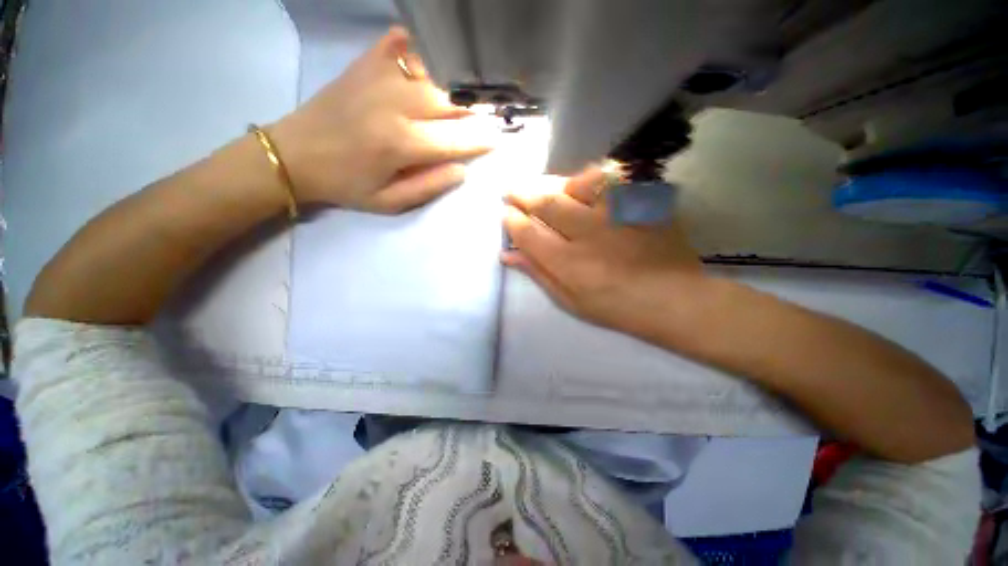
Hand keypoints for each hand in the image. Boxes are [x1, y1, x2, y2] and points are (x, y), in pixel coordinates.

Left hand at [269, 27, 494, 212]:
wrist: (295, 154)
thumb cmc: (346, 184)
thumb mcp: (389, 202)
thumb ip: (428, 187)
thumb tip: (461, 170)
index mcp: (401, 144)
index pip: (455, 140)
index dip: (480, 140)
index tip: (497, 139)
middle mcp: (395, 105)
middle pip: (450, 100)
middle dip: (474, 110)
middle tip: (487, 115)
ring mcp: (379, 78)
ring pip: (434, 72)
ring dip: (456, 83)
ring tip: (469, 92)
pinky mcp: (365, 64)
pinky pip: (401, 45)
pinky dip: (421, 48)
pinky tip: (431, 59)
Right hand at [502, 168, 705, 339]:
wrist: (673, 298)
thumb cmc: (615, 306)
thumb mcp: (570, 301)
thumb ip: (538, 274)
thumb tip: (508, 256)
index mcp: (568, 263)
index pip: (528, 233)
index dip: (512, 221)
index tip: (507, 214)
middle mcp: (589, 233)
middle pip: (547, 202)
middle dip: (523, 193)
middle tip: (512, 191)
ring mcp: (618, 214)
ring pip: (577, 183)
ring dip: (556, 183)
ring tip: (548, 188)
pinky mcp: (640, 203)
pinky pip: (611, 179)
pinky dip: (592, 179)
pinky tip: (584, 187)